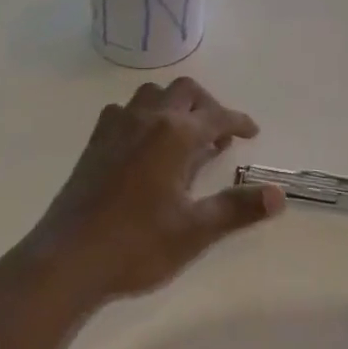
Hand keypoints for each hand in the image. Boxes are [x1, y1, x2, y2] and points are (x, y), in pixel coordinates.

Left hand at [13, 76, 283, 307]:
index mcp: (176, 135)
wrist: (68, 258)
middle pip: (186, 91)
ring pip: (153, 93)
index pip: (217, 116)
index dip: (238, 121)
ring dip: (174, 103)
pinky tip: (143, 141)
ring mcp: (118, 126)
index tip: (251, 133)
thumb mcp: (195, 231)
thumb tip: (279, 195)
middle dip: (208, 105)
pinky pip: (125, 110)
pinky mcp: (96, 140)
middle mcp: (149, 118)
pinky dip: (143, 114)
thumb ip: (238, 209)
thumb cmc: (137, 245)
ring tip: (184, 132)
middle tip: (220, 133)